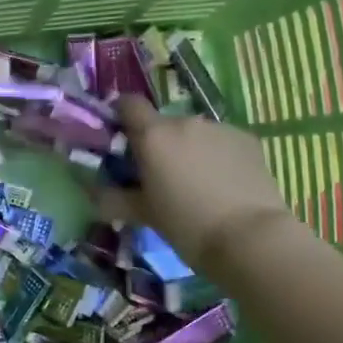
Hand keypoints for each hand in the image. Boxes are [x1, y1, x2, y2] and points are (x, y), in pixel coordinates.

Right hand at [100, 97, 291, 275]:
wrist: (249, 238)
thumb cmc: (186, 226)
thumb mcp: (143, 215)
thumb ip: (113, 199)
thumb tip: (92, 192)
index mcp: (154, 136)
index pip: (128, 104)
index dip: (121, 115)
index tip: (120, 138)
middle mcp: (186, 122)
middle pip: (163, 124)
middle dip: (158, 145)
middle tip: (159, 178)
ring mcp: (220, 128)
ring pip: (194, 134)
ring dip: (188, 151)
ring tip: (196, 186)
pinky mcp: (248, 140)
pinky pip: (221, 142)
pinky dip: (216, 157)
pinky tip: (223, 186)